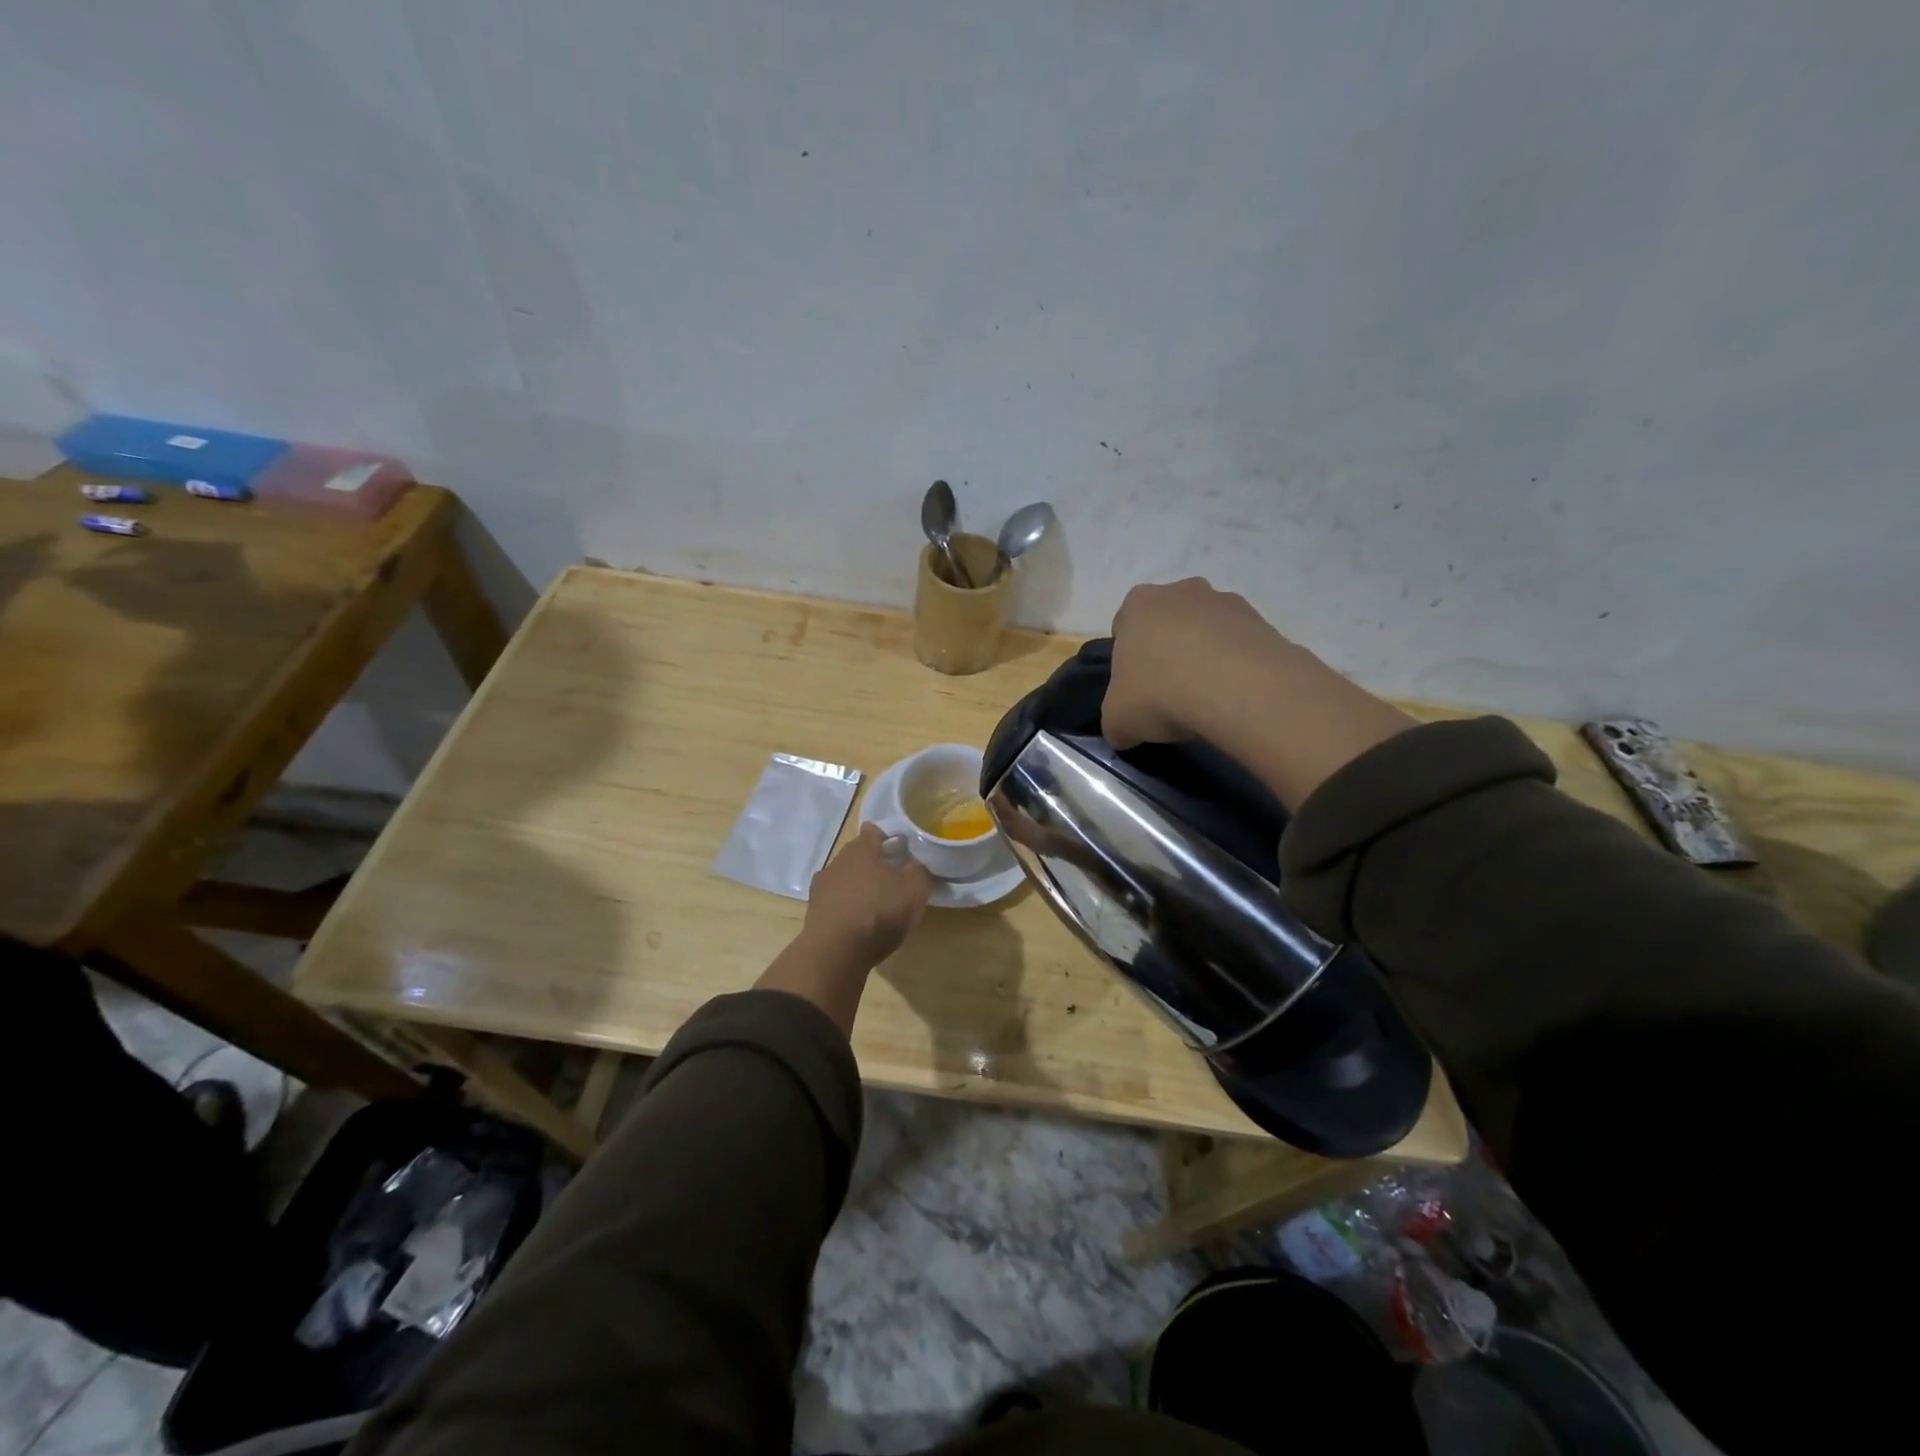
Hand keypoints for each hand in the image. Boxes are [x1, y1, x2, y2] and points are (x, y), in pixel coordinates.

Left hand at [799, 823, 934, 971]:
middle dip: (873, 863)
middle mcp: (838, 861)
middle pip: (857, 855)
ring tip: (875, 903)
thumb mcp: (914, 890)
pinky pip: (835, 902)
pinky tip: (858, 921)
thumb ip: (919, 871)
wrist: (835, 952)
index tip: (900, 849)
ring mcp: (821, 887)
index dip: (887, 837)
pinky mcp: (814, 912)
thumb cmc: (878, 912)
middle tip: (893, 877)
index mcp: (861, 849)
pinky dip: (846, 907)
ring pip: (844, 878)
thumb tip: (915, 865)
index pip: (873, 832)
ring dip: (857, 886)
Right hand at [1102, 577, 1416, 807]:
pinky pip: (1239, 646)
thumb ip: (1116, 720)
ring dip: (1205, 657)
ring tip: (1208, 700)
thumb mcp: (1117, 721)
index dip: (1128, 661)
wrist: (1239, 691)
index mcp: (1138, 604)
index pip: (1124, 628)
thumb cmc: (1162, 694)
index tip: (1137, 690)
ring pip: (1206, 632)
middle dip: (1168, 652)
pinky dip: (1236, 667)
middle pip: (1167, 624)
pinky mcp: (1263, 621)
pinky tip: (1235, 697)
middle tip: (1170, 693)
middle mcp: (1181, 591)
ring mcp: (1226, 601)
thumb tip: (1125, 730)